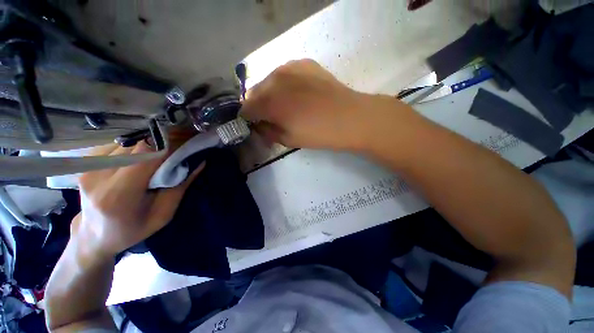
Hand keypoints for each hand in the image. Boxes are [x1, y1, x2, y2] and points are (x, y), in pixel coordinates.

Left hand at [72, 141, 203, 259]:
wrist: (95, 236)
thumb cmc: (134, 229)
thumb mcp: (165, 213)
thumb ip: (180, 185)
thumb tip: (200, 161)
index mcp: (119, 195)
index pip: (146, 155)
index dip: (169, 146)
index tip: (186, 144)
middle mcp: (98, 177)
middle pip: (138, 146)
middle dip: (162, 144)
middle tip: (178, 148)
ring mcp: (89, 168)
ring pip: (129, 143)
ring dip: (149, 146)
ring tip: (158, 157)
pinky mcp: (87, 163)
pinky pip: (118, 146)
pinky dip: (134, 149)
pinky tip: (139, 160)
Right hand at [240, 59, 373, 150]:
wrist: (349, 117)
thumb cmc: (318, 133)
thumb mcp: (288, 140)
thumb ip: (268, 132)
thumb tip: (258, 125)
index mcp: (269, 102)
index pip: (246, 109)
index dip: (249, 118)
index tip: (257, 124)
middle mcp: (274, 80)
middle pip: (254, 92)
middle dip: (258, 105)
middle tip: (271, 116)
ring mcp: (289, 67)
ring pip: (269, 80)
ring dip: (270, 93)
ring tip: (286, 104)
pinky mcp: (304, 63)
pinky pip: (285, 73)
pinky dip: (285, 83)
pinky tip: (298, 92)